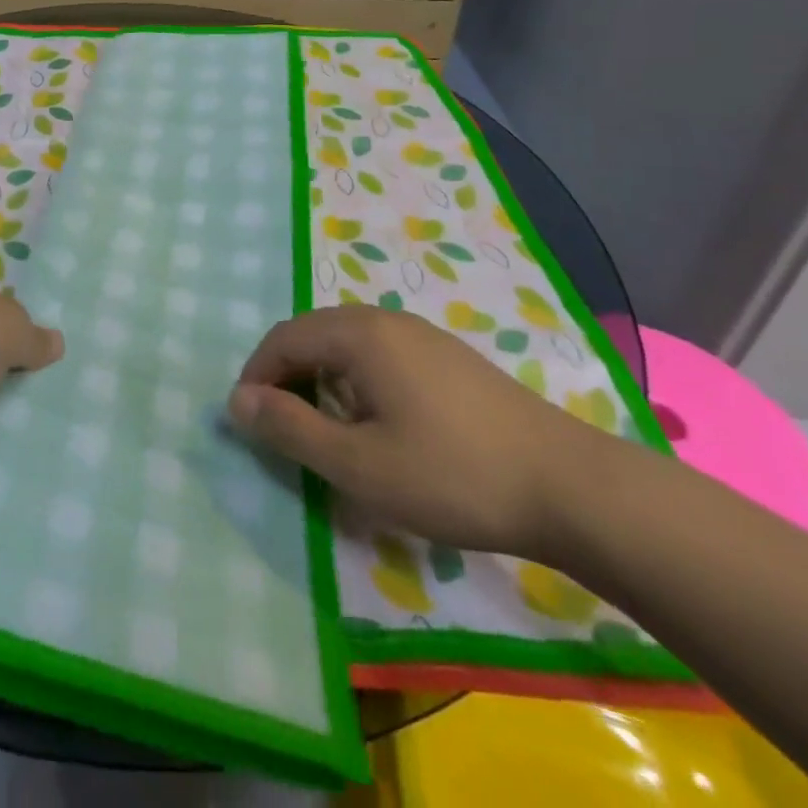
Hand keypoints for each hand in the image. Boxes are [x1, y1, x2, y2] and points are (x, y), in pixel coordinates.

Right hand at [228, 305, 605, 557]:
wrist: (571, 487)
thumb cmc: (452, 475)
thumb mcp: (357, 465)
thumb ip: (289, 429)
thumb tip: (236, 400)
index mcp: (359, 334)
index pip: (284, 338)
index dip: (257, 376)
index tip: (250, 423)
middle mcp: (387, 320)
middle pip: (314, 334)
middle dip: (287, 377)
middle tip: (283, 429)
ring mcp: (423, 335)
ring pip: (348, 345)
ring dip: (321, 380)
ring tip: (326, 430)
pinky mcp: (450, 358)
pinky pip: (381, 355)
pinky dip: (356, 381)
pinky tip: (379, 424)